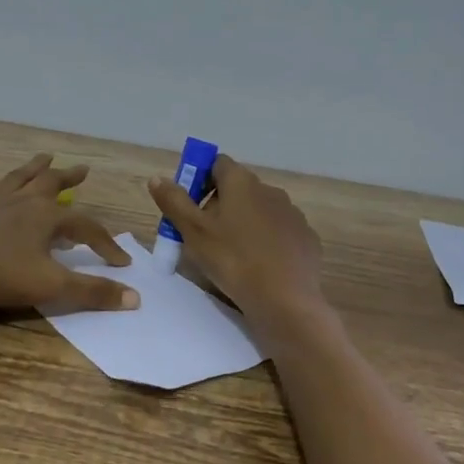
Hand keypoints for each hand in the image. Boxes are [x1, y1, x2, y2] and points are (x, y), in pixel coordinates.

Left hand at [0, 153, 139, 313]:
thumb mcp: (51, 287)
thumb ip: (92, 292)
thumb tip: (135, 297)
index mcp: (45, 218)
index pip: (85, 227)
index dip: (105, 244)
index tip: (121, 262)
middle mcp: (21, 203)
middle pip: (50, 185)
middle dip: (68, 179)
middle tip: (82, 169)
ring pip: (16, 179)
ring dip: (32, 168)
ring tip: (45, 156)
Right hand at [148, 154, 323, 320]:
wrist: (285, 299)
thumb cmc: (233, 260)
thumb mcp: (193, 232)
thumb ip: (174, 202)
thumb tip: (157, 178)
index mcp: (241, 182)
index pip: (217, 164)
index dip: (200, 179)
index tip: (189, 206)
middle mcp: (270, 189)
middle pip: (238, 188)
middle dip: (219, 206)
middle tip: (204, 236)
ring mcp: (292, 213)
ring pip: (260, 210)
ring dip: (244, 223)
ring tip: (232, 255)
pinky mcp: (306, 237)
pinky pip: (279, 231)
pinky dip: (266, 241)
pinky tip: (259, 266)